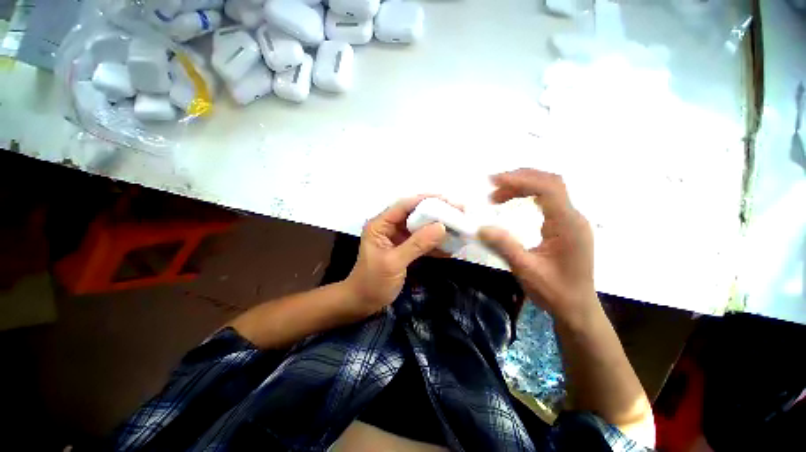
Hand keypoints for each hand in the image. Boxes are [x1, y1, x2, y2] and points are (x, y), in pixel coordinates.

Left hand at [345, 195, 446, 315]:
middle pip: (414, 214)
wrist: (363, 303)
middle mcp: (389, 227)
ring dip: (438, 228)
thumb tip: (442, 227)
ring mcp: (397, 238)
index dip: (426, 200)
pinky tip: (450, 246)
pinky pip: (421, 242)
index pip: (404, 206)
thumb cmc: (373, 282)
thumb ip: (417, 244)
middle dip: (436, 213)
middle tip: (458, 213)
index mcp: (380, 225)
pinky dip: (435, 244)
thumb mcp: (394, 262)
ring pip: (420, 228)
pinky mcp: (404, 249)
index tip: (448, 200)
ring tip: (458, 227)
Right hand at [479, 169, 596, 321]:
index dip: (521, 180)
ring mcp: (571, 220)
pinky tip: (514, 202)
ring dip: (522, 187)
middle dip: (519, 180)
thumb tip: (481, 227)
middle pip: (550, 183)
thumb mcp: (526, 270)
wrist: (577, 308)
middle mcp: (573, 217)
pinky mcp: (566, 225)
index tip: (494, 182)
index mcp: (568, 225)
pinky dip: (528, 195)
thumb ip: (504, 246)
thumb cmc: (554, 292)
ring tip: (497, 197)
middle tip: (492, 188)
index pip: (549, 189)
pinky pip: (548, 200)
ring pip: (549, 189)